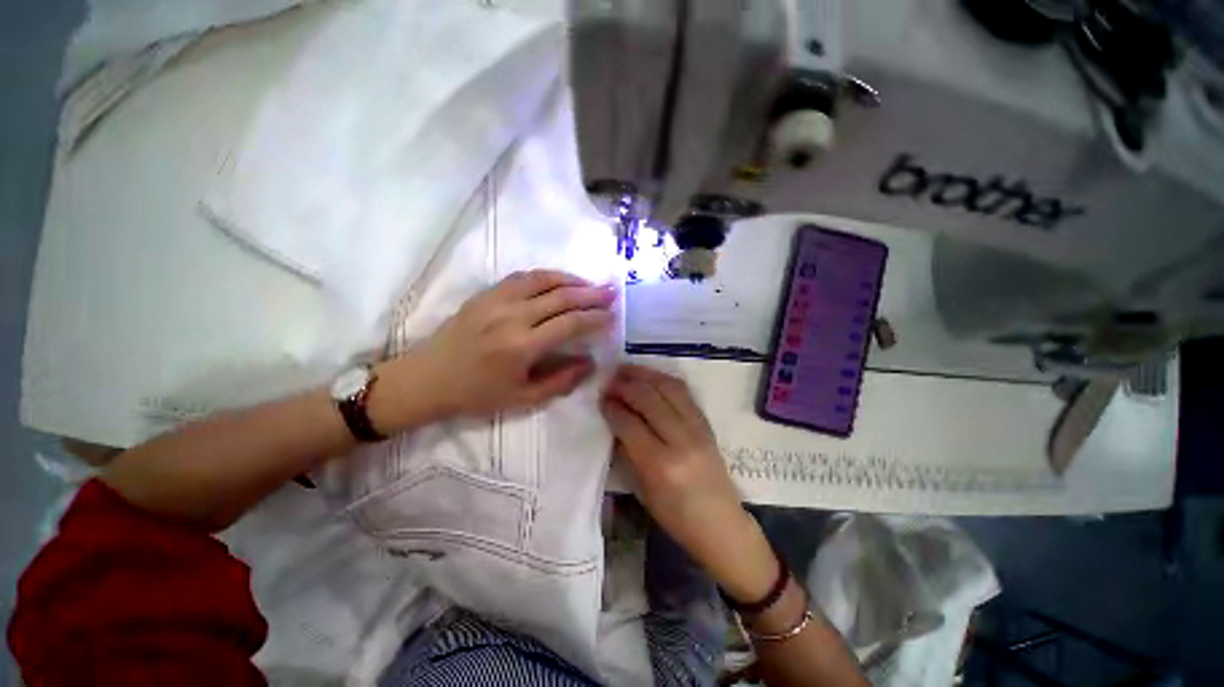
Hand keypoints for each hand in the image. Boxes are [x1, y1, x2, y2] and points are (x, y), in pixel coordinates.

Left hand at [399, 270, 615, 420]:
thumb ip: (561, 381)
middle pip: (561, 297)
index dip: (594, 318)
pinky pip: (521, 277)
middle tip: (611, 292)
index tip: (612, 316)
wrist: (427, 379)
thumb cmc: (476, 394)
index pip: (569, 323)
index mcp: (522, 347)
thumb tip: (590, 362)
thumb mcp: (523, 399)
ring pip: (542, 280)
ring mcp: (496, 301)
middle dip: (591, 293)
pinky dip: (545, 275)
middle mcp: (512, 317)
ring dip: (571, 279)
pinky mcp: (485, 294)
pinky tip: (558, 280)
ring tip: (590, 283)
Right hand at [601, 365, 776, 599]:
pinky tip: (650, 376)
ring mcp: (697, 428)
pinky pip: (684, 392)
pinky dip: (663, 379)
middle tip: (609, 380)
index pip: (630, 423)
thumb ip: (628, 451)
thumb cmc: (676, 517)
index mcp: (660, 465)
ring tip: (626, 370)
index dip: (612, 407)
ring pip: (667, 388)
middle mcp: (680, 440)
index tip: (601, 398)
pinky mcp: (706, 423)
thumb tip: (614, 419)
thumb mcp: (643, 490)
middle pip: (648, 399)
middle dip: (625, 385)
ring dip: (644, 375)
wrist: (722, 524)